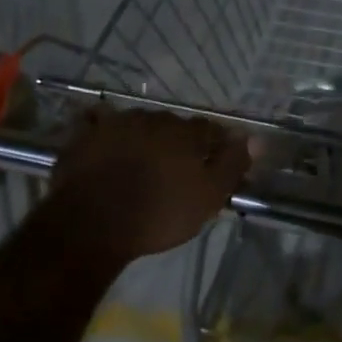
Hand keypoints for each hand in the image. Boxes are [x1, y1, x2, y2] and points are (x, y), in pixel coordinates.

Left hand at [50, 108, 250, 263]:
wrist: (92, 223)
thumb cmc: (159, 213)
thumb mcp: (207, 197)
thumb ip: (232, 165)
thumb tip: (256, 138)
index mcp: (185, 132)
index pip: (209, 130)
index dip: (215, 144)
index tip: (214, 162)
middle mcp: (152, 118)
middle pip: (173, 125)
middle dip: (178, 140)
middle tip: (176, 165)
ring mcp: (116, 124)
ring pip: (139, 124)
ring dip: (144, 136)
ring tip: (141, 160)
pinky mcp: (85, 135)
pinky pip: (99, 125)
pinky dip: (105, 131)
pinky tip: (104, 143)